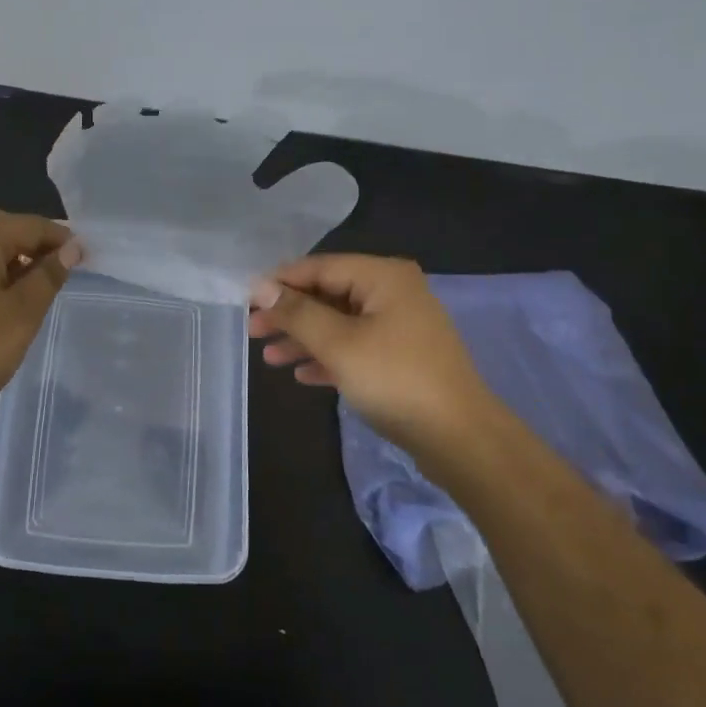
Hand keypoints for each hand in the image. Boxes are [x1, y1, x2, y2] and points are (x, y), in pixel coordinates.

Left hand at [0, 207, 82, 417]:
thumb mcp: (23, 312)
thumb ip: (48, 275)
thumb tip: (71, 248)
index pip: (29, 225)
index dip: (60, 238)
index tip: (85, 257)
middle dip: (30, 238)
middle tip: (54, 264)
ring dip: (8, 252)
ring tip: (31, 282)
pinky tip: (0, 295)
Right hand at [249, 255, 501, 462]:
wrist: (460, 438)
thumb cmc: (395, 379)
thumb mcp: (338, 344)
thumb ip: (297, 313)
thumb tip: (260, 286)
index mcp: (383, 277)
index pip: (320, 268)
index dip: (280, 283)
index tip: (245, 300)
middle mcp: (393, 293)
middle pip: (329, 295)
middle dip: (290, 315)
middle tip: (253, 331)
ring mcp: (400, 326)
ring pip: (340, 323)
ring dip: (305, 339)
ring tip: (269, 357)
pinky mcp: (402, 357)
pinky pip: (356, 347)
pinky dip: (329, 357)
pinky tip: (303, 375)